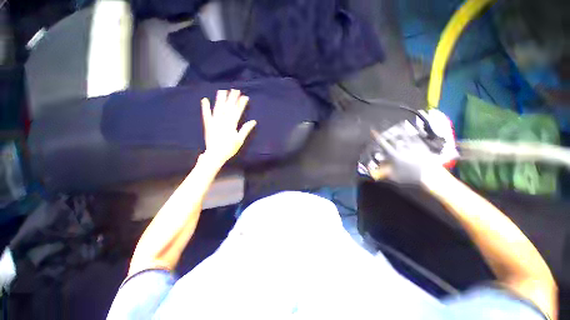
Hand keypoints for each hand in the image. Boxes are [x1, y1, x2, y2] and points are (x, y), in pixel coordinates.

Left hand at [201, 89, 256, 164]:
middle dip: (232, 98)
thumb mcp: (240, 140)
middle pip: (228, 107)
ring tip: (222, 90)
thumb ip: (246, 129)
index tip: (245, 97)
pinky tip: (205, 100)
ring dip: (220, 99)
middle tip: (235, 90)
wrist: (215, 154)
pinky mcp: (208, 124)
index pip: (237, 111)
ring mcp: (214, 122)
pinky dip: (205, 107)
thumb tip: (253, 121)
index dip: (241, 104)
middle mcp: (223, 121)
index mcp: (231, 124)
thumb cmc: (229, 148)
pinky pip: (206, 114)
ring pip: (218, 108)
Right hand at [371, 129, 439, 184]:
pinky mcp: (421, 146)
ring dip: (400, 129)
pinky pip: (415, 137)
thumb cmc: (410, 177)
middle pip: (393, 138)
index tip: (373, 132)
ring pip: (404, 135)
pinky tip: (409, 129)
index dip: (378, 138)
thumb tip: (374, 168)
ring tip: (397, 123)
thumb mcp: (394, 177)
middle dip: (387, 131)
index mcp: (395, 156)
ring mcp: (413, 147)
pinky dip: (411, 132)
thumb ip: (383, 172)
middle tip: (384, 124)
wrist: (429, 176)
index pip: (384, 144)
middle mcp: (403, 149)